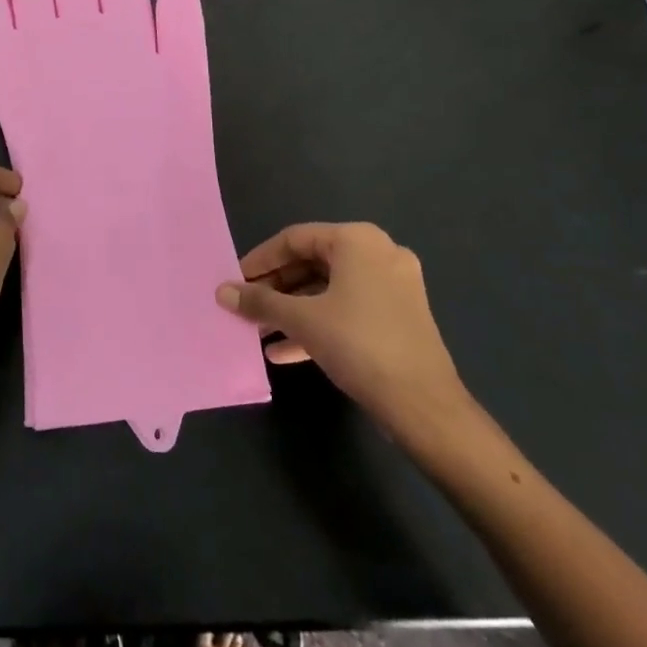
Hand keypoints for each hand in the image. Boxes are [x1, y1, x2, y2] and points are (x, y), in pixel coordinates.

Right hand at [216, 223, 477, 461]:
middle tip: (246, 306)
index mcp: (357, 240)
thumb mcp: (301, 320)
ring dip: (292, 309)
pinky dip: (318, 323)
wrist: (425, 407)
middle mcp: (378, 253)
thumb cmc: (359, 345)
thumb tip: (222, 292)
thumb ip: (259, 301)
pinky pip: (348, 309)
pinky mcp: (399, 317)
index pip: (294, 239)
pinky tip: (285, 351)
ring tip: (260, 332)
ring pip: (328, 289)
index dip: (259, 260)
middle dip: (275, 289)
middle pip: (311, 263)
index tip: (235, 281)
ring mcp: (393, 286)